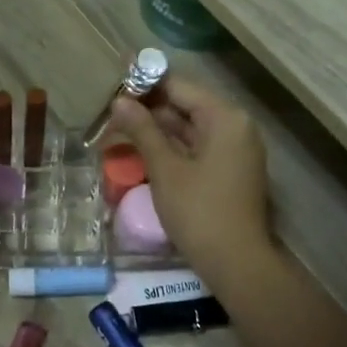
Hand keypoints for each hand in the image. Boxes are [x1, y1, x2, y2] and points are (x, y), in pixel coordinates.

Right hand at [106, 77, 273, 283]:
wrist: (236, 262)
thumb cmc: (199, 211)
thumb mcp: (165, 169)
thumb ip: (143, 131)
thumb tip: (120, 101)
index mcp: (225, 118)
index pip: (179, 87)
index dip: (145, 84)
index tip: (114, 85)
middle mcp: (235, 126)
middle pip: (186, 106)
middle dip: (149, 108)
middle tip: (111, 110)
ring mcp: (235, 150)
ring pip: (190, 129)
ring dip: (157, 129)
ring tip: (120, 128)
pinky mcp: (230, 171)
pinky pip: (197, 148)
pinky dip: (172, 147)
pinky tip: (143, 149)